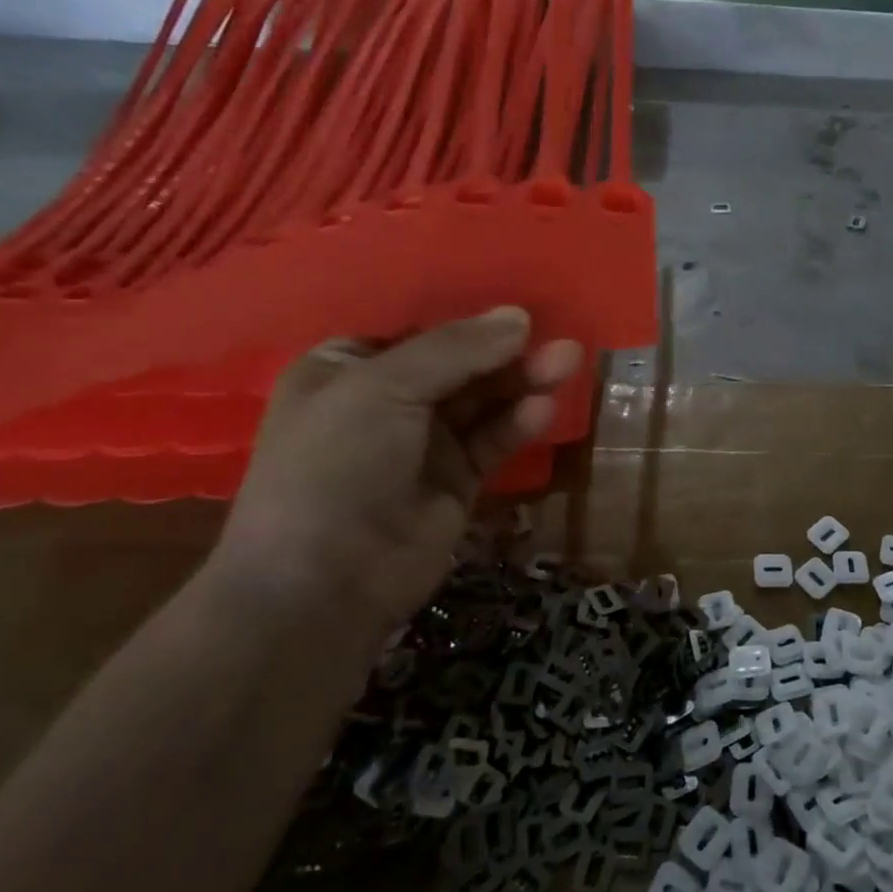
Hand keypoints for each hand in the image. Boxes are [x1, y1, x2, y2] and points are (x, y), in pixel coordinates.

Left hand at [211, 307, 580, 633]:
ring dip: (523, 381)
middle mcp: (385, 402)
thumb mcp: (384, 388)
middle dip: (507, 352)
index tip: (519, 308)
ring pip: (484, 401)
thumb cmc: (335, 466)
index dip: (468, 320)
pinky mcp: (457, 481)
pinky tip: (543, 409)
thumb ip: (455, 349)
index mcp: (347, 368)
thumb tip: (520, 316)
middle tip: (560, 339)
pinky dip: (518, 423)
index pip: (418, 331)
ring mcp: (423, 444)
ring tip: (567, 361)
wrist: (325, 584)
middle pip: (460, 365)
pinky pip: (493, 440)